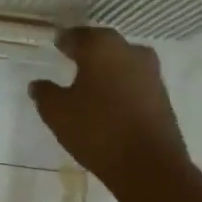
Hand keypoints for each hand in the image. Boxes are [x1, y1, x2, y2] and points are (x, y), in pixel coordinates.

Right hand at [29, 27, 189, 186]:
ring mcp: (151, 73)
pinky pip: (135, 81)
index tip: (56, 46)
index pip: (77, 35)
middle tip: (71, 59)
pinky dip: (121, 85)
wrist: (149, 166)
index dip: (64, 41)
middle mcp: (129, 51)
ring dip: (107, 68)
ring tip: (90, 82)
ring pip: (122, 61)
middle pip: (103, 44)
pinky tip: (109, 100)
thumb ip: (44, 93)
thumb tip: (38, 84)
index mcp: (101, 47)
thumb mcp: (57, 112)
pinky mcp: (163, 96)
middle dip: (88, 50)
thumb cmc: (97, 129)